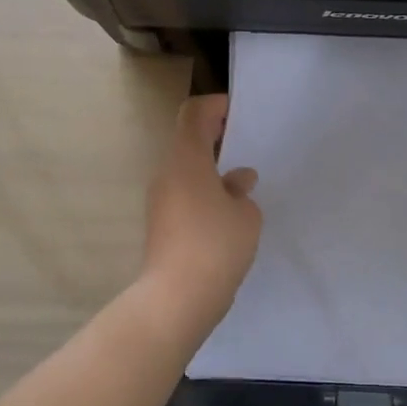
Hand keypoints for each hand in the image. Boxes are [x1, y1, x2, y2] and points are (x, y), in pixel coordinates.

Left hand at [141, 95, 262, 319]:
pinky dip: (204, 195)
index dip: (214, 106)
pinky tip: (229, 215)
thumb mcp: (246, 215)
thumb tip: (236, 181)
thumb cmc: (216, 245)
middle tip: (245, 147)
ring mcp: (160, 202)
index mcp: (187, 160)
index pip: (193, 114)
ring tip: (242, 186)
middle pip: (188, 143)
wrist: (177, 299)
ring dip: (211, 172)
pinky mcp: (161, 227)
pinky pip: (184, 197)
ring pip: (186, 173)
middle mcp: (167, 175)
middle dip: (216, 140)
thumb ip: (241, 192)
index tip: (237, 113)